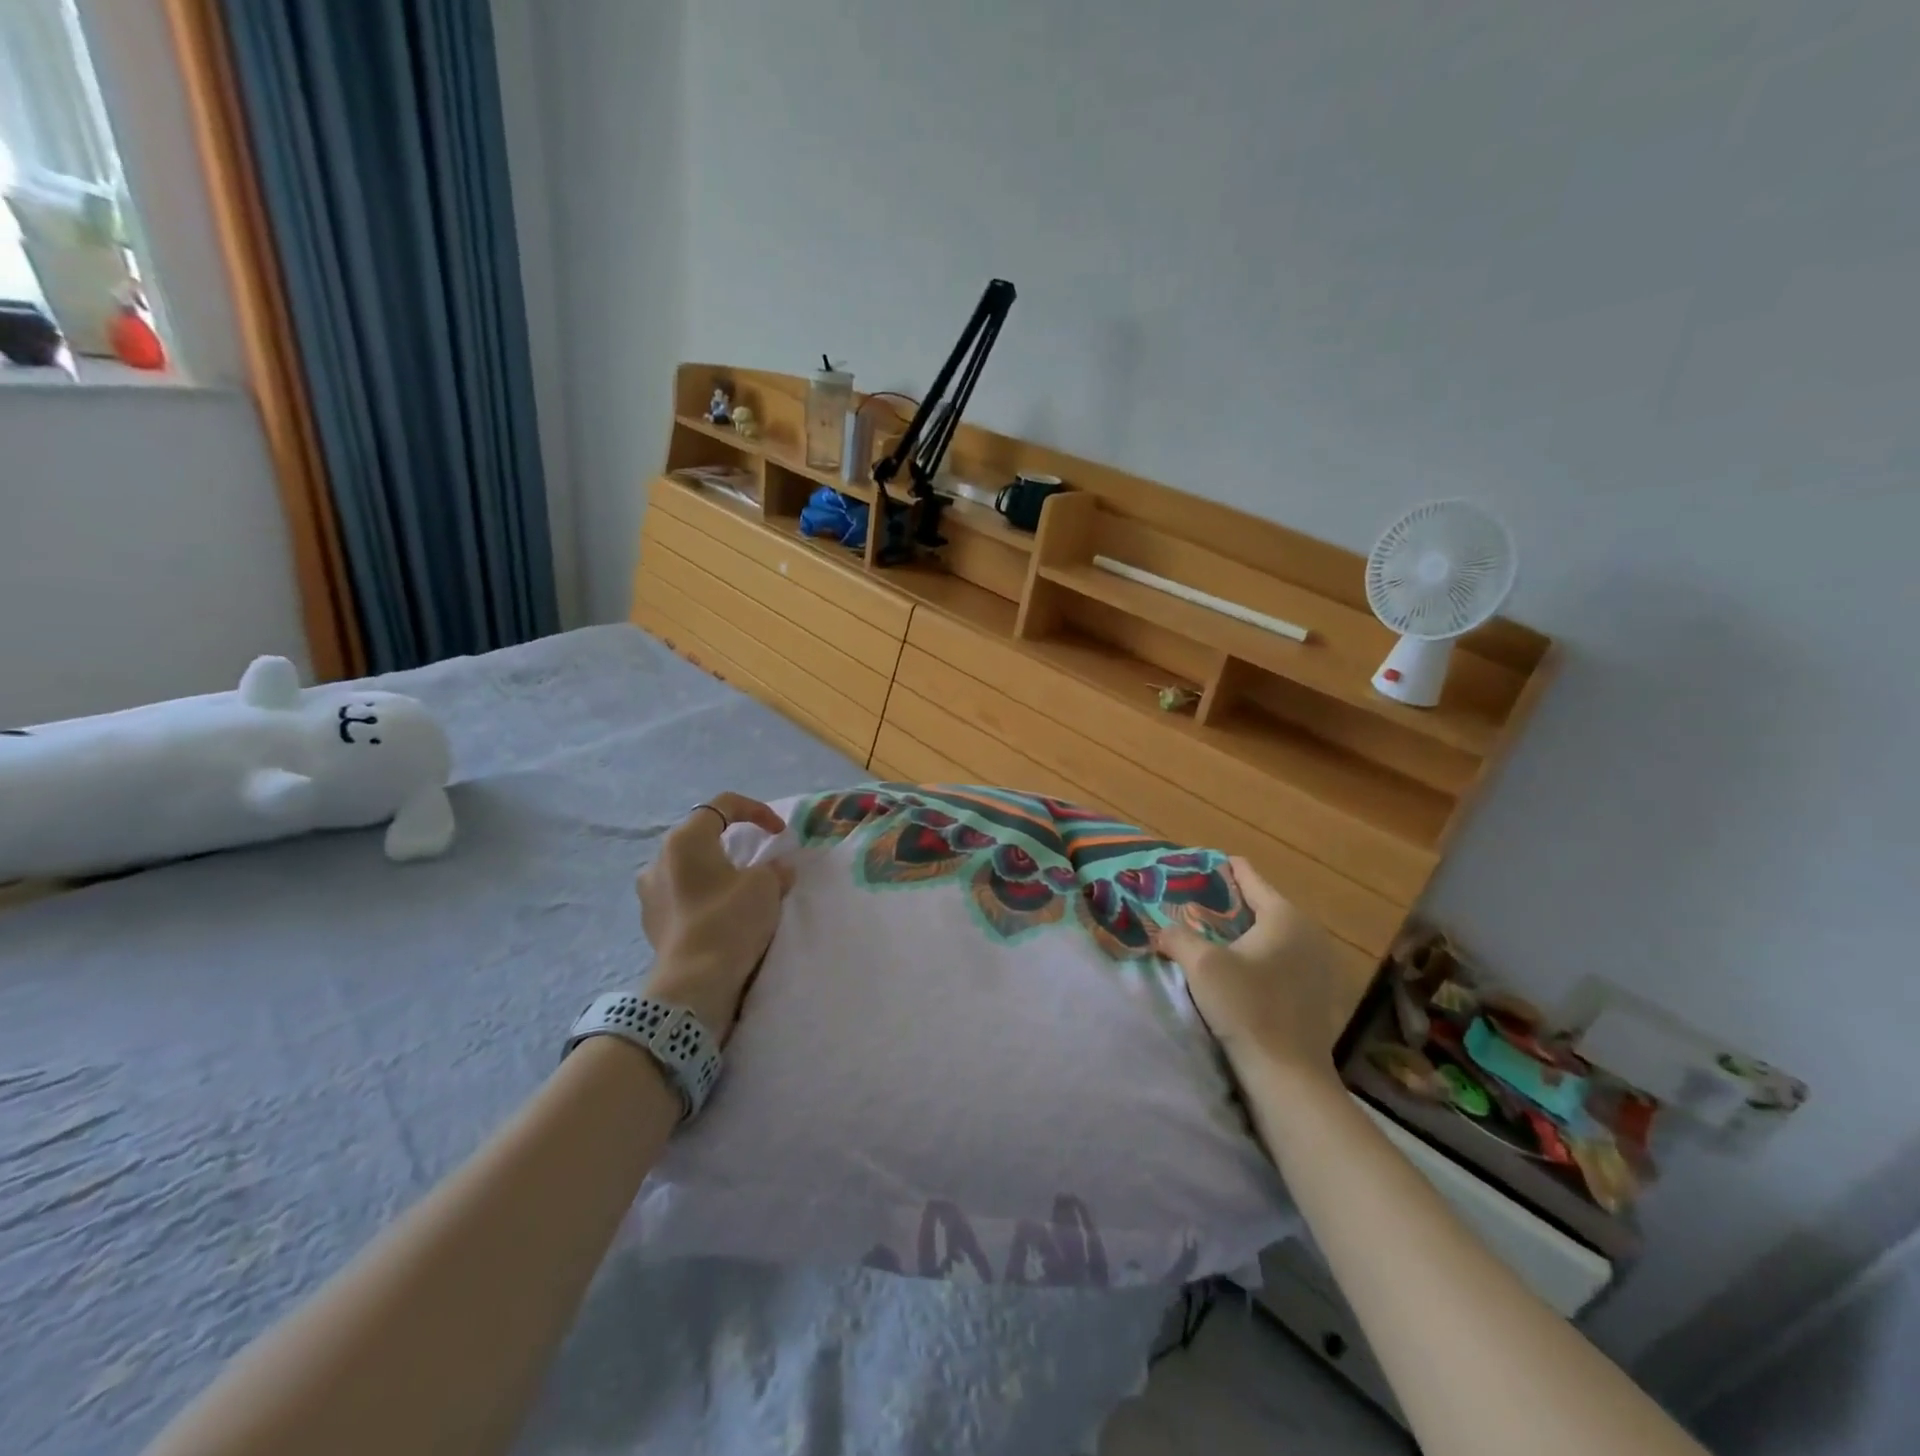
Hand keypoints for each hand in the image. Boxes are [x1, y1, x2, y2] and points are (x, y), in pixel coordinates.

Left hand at [637, 793, 794, 1039]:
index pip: (723, 804)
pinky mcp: (650, 920)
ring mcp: (649, 891)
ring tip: (739, 889)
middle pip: (702, 835)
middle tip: (758, 859)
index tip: (779, 833)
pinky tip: (720, 915)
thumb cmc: (729, 920)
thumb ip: (775, 869)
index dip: (757, 811)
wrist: (694, 982)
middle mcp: (659, 858)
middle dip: (733, 842)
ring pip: (689, 867)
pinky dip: (702, 896)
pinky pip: (681, 895)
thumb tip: (777, 869)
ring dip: (715, 871)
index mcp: (686, 839)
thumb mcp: (766, 886)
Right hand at [1150, 857, 1340, 1084]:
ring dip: (1241, 932)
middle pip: (1260, 904)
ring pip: (1270, 933)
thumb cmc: (1247, 1008)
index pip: (1248, 876)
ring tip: (1206, 935)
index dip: (1218, 869)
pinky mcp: (1316, 992)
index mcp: (1284, 916)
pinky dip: (1257, 955)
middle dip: (1226, 903)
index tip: (1191, 867)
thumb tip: (1162, 930)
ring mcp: (1317, 963)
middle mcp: (1307, 932)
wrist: (1288, 1076)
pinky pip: (1280, 958)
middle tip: (1190, 904)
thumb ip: (1177, 936)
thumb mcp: (1201, 965)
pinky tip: (1233, 969)